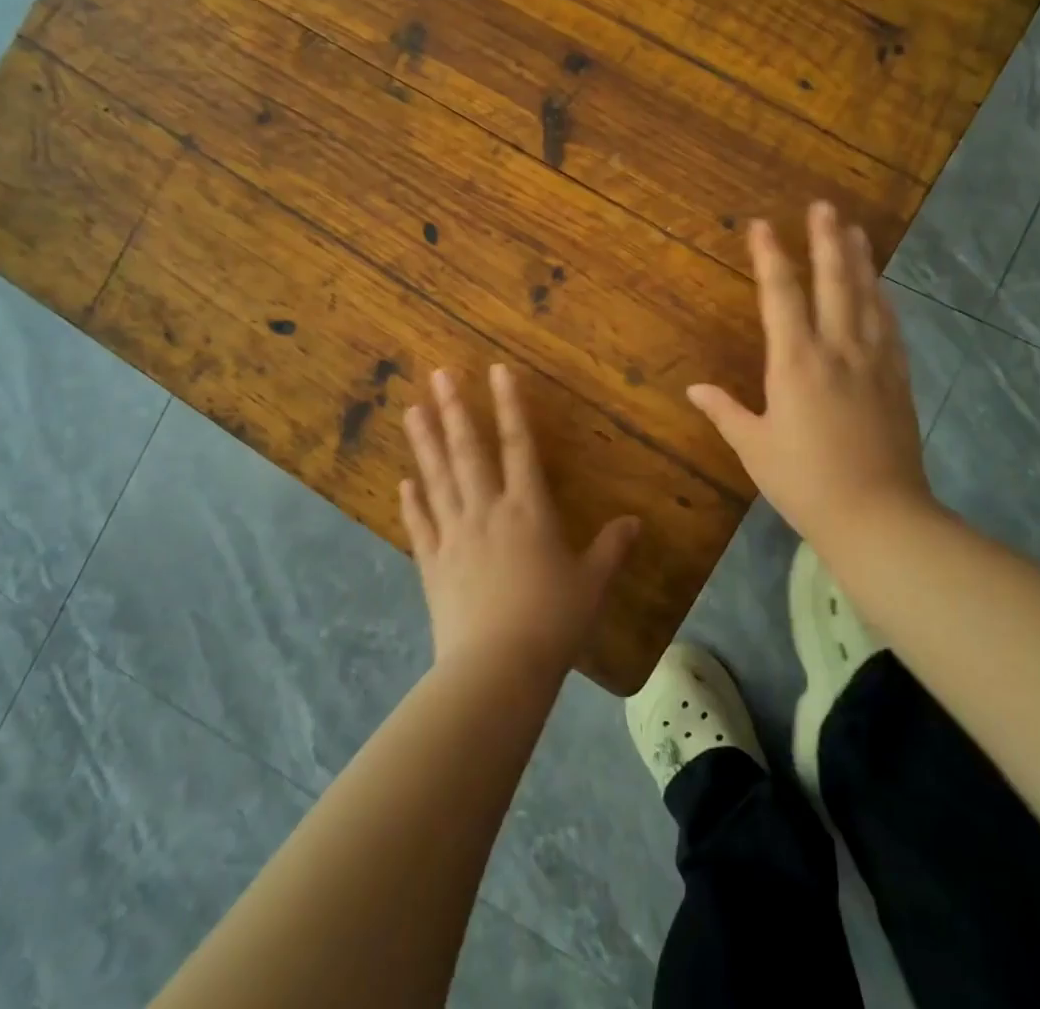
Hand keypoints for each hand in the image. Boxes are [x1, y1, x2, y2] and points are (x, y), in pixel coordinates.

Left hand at [401, 364, 638, 672]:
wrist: (497, 668)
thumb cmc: (552, 620)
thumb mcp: (592, 583)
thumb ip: (612, 547)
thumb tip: (636, 521)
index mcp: (528, 509)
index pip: (518, 444)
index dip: (509, 405)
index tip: (496, 370)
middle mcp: (487, 511)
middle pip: (468, 451)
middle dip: (454, 409)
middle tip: (436, 374)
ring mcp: (454, 535)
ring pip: (437, 478)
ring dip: (424, 442)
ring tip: (411, 409)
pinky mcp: (432, 564)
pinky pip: (420, 525)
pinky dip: (411, 502)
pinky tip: (403, 482)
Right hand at [687, 201, 935, 542]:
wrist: (877, 515)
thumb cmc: (804, 482)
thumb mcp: (754, 448)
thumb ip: (725, 412)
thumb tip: (694, 389)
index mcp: (796, 362)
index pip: (781, 295)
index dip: (770, 256)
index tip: (762, 225)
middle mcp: (837, 349)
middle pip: (834, 281)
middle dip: (826, 240)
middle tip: (824, 206)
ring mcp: (873, 361)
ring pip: (867, 297)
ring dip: (859, 260)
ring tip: (855, 230)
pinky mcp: (897, 379)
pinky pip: (890, 327)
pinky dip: (882, 300)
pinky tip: (881, 289)